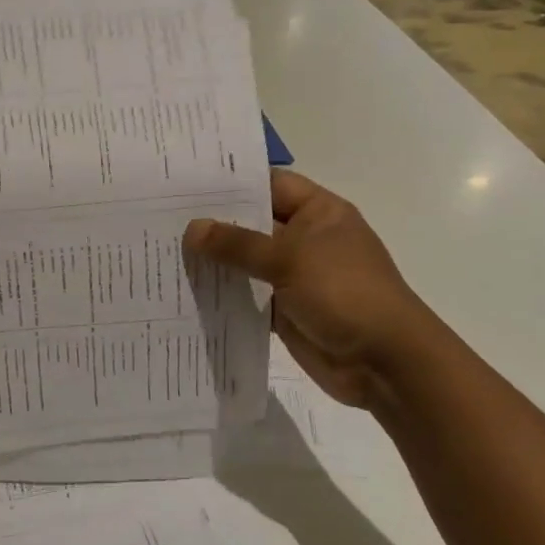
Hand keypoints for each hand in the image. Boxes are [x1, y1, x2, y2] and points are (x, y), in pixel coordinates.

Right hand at [184, 170, 435, 409]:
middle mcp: (305, 239)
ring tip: (163, 250)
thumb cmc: (345, 293)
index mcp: (318, 213)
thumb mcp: (290, 259)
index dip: (232, 183)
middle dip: (214, 223)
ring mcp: (295, 276)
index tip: (185, 182)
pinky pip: (247, 295)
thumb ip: (238, 244)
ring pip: (246, 261)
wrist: (383, 362)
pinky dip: (222, 294)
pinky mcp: (284, 310)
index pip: (269, 184)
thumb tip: (192, 229)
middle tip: (161, 216)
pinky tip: (185, 289)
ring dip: (214, 261)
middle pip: (253, 223)